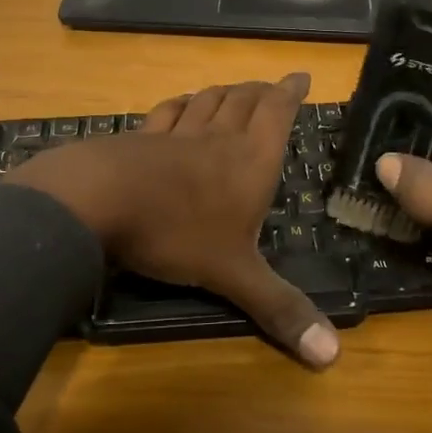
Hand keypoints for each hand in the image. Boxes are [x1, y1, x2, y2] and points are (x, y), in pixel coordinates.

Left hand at [6, 72, 338, 368]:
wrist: (99, 201)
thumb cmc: (177, 232)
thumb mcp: (233, 274)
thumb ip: (279, 308)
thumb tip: (332, 356)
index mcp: (249, 161)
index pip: (277, 113)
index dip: (290, 93)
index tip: (300, 76)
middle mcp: (217, 139)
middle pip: (243, 100)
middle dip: (261, 91)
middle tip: (271, 86)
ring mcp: (175, 135)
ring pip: (207, 102)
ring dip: (224, 92)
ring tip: (235, 90)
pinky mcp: (139, 138)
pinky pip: (166, 113)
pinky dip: (180, 104)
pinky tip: (180, 104)